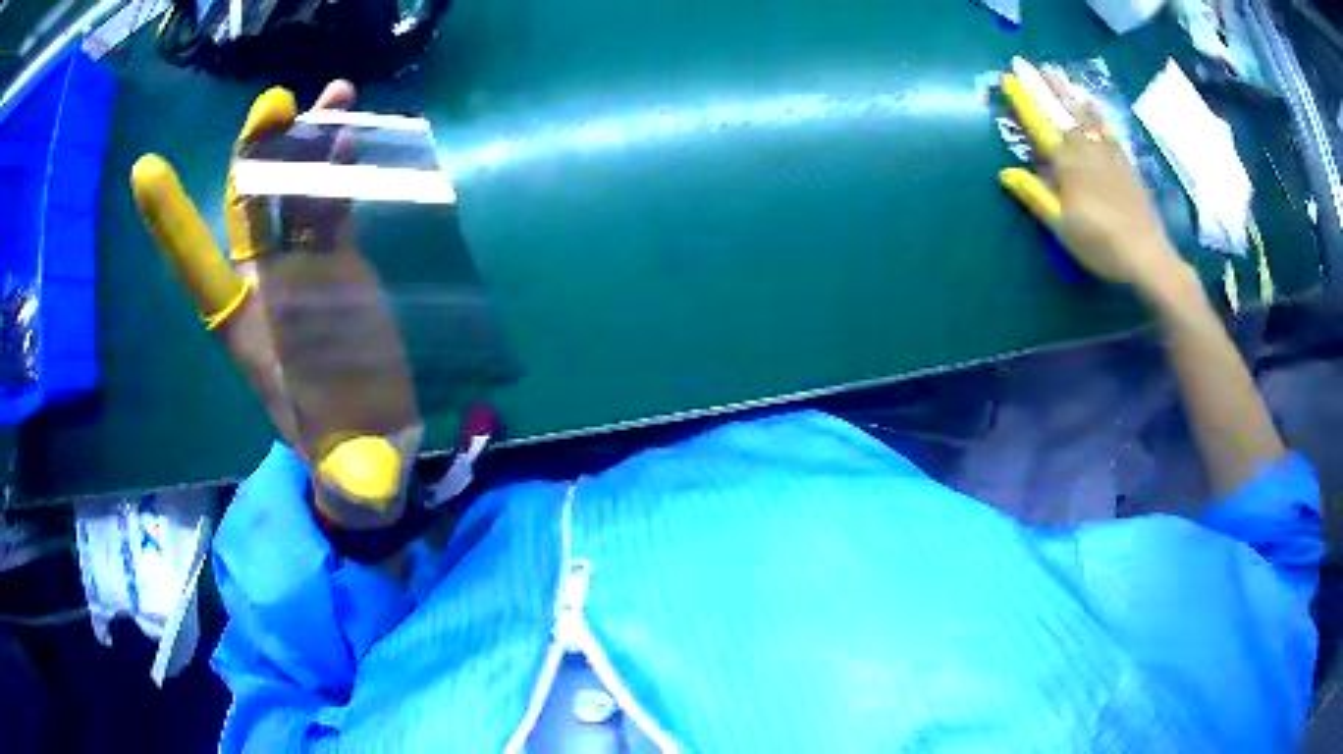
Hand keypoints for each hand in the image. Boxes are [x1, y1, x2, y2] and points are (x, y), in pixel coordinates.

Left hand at [130, 81, 419, 528]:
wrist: (369, 437)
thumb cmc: (343, 453)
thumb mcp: (345, 471)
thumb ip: (350, 474)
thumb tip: (363, 488)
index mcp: (244, 328)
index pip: (198, 268)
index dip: (173, 221)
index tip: (146, 170)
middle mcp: (264, 285)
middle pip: (248, 205)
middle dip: (255, 153)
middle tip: (275, 106)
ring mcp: (303, 265)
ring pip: (295, 190)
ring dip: (308, 142)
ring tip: (335, 96)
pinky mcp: (338, 257)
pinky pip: (333, 201)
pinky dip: (339, 166)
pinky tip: (352, 133)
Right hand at [999, 70, 1193, 298]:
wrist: (1148, 256)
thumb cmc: (1101, 245)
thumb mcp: (1062, 227)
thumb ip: (1035, 196)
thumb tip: (1006, 173)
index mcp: (1068, 164)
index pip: (1040, 125)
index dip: (1023, 101)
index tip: (1008, 80)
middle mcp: (1087, 150)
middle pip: (1063, 111)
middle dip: (1045, 87)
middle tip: (1032, 64)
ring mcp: (1109, 154)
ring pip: (1086, 115)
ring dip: (1070, 92)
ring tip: (1059, 74)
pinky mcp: (1125, 163)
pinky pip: (1108, 129)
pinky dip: (1097, 113)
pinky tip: (1094, 105)